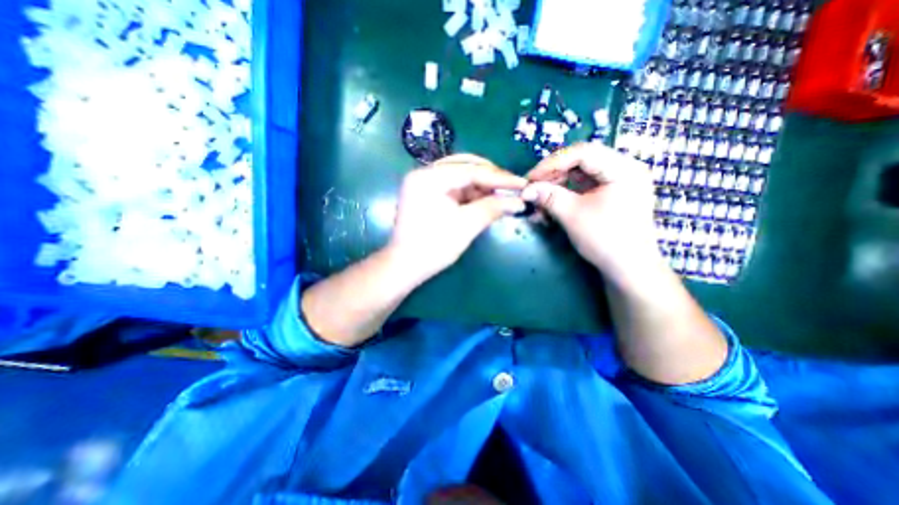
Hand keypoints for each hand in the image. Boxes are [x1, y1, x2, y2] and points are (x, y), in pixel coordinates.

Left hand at [387, 155, 527, 283]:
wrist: (406, 266)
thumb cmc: (434, 247)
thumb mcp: (466, 226)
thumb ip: (493, 208)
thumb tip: (519, 201)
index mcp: (428, 177)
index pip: (470, 170)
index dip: (499, 177)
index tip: (522, 183)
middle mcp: (424, 174)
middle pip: (464, 166)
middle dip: (490, 177)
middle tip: (512, 187)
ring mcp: (424, 184)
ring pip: (460, 176)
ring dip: (481, 185)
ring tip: (501, 195)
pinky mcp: (427, 194)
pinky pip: (453, 187)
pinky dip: (470, 193)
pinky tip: (484, 200)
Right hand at [524, 143, 662, 279]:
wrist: (628, 269)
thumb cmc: (605, 240)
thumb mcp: (573, 216)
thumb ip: (549, 197)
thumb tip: (525, 189)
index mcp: (623, 169)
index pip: (583, 152)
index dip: (553, 163)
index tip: (531, 177)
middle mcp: (624, 169)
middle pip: (581, 161)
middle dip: (553, 174)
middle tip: (533, 186)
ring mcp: (618, 182)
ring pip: (580, 173)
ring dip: (557, 184)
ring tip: (539, 197)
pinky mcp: (610, 194)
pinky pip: (584, 186)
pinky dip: (566, 193)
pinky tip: (551, 203)